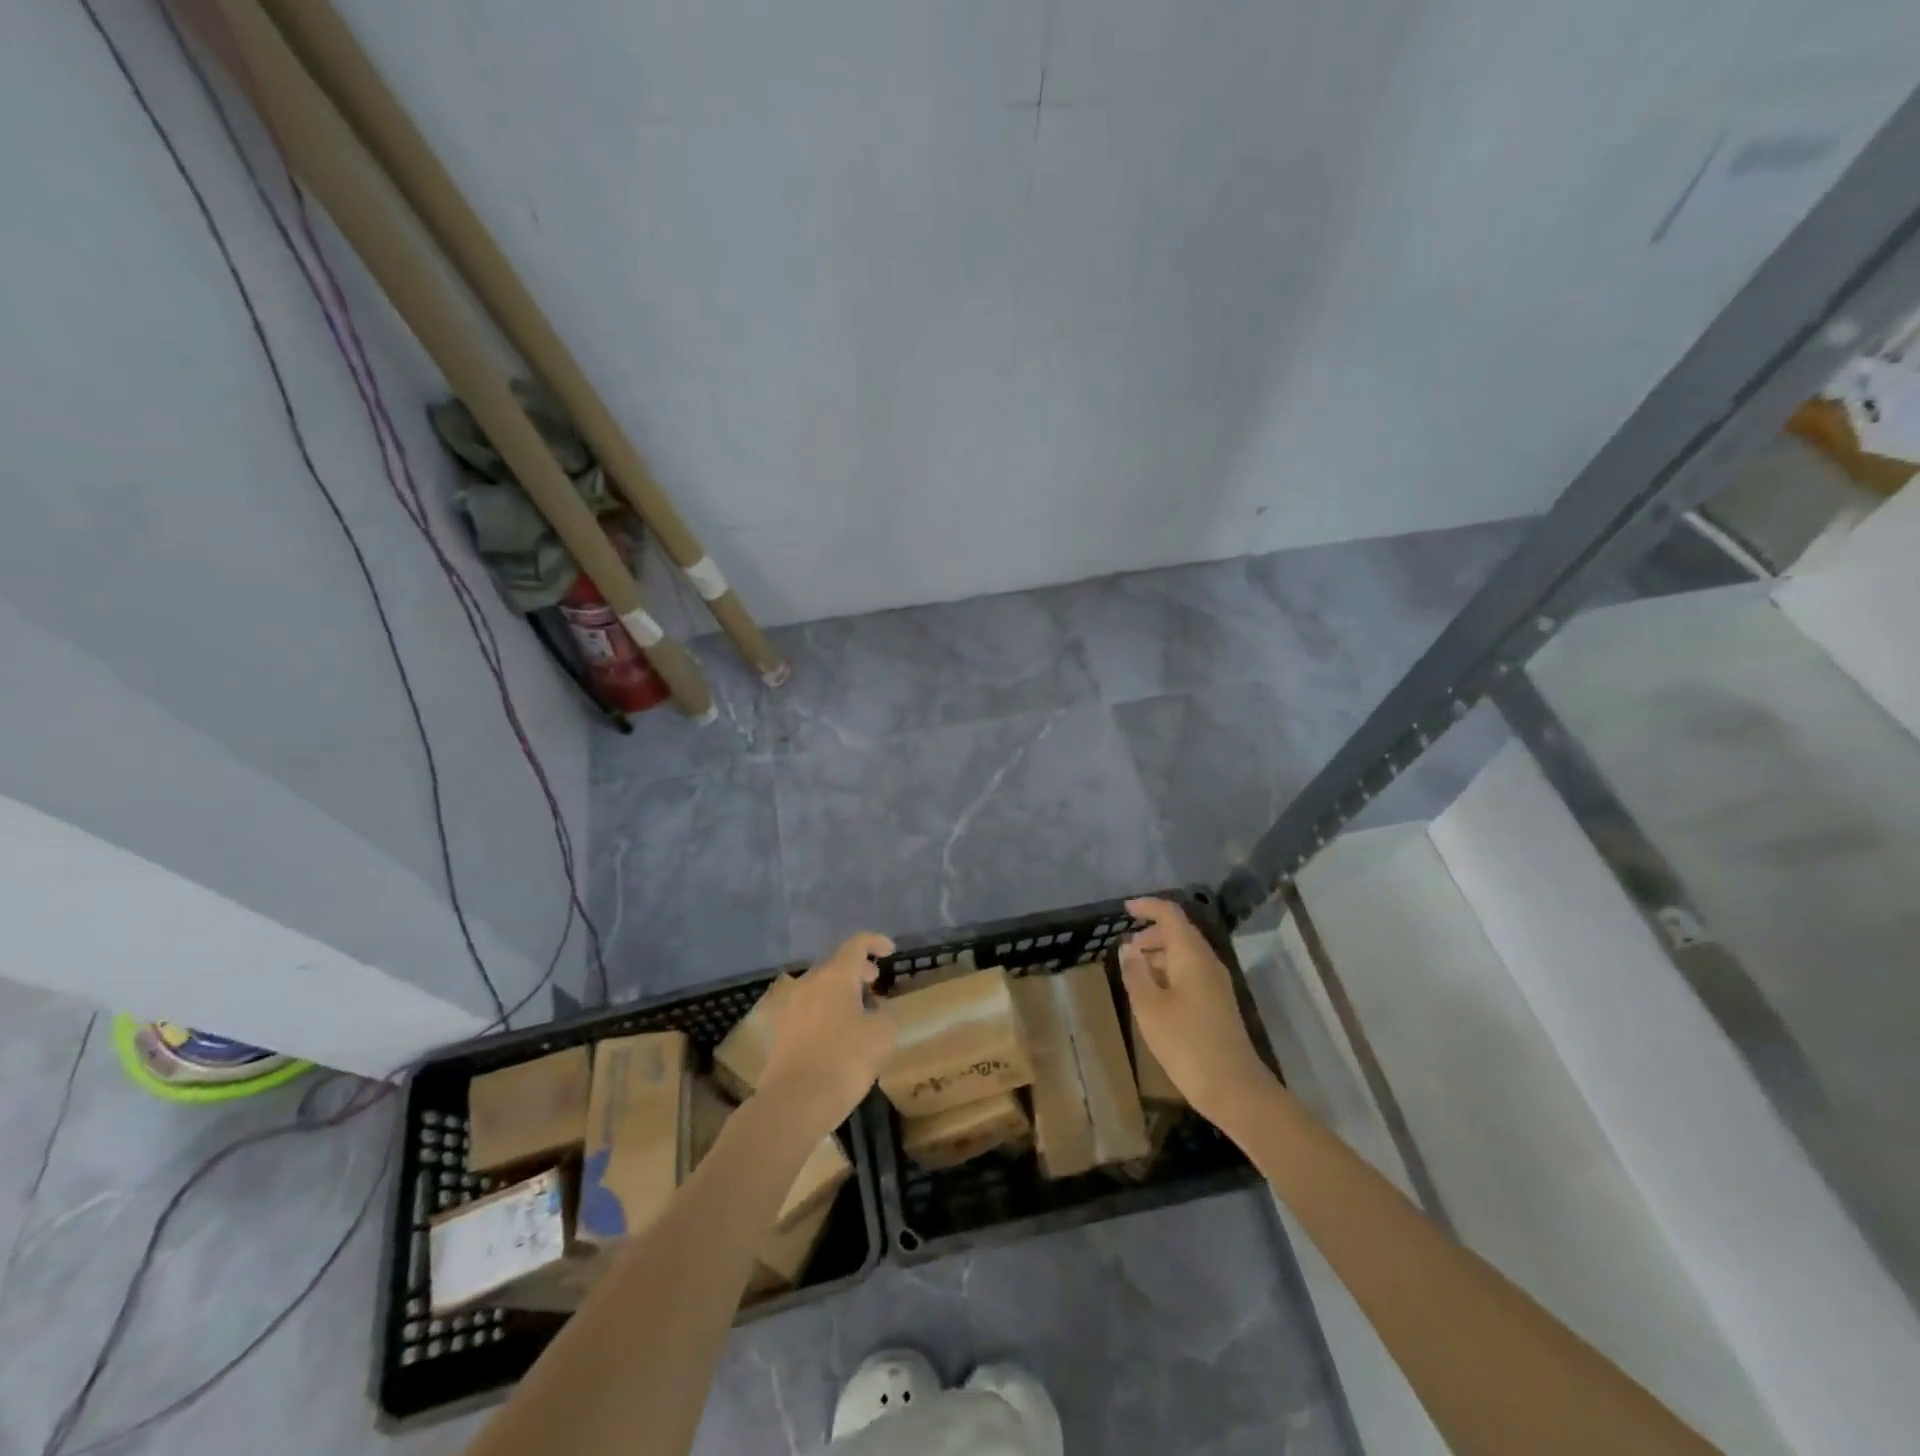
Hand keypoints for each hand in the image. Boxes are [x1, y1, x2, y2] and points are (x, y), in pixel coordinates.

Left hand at [757, 933, 897, 1138]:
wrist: (794, 1102)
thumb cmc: (845, 1060)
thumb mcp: (882, 1036)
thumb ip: (885, 1014)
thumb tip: (877, 1010)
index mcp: (835, 975)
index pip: (856, 944)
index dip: (875, 942)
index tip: (889, 951)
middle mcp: (809, 983)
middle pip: (835, 965)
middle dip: (857, 970)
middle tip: (874, 982)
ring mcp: (790, 1007)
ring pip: (820, 988)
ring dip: (840, 992)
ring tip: (859, 1011)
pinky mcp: (781, 1031)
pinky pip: (809, 1009)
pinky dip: (826, 1011)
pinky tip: (838, 1034)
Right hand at [1120, 898, 1270, 1124]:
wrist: (1234, 1089)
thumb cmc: (1186, 1043)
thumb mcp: (1149, 1007)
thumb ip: (1136, 973)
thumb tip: (1128, 947)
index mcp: (1191, 955)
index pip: (1171, 914)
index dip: (1148, 907)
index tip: (1125, 909)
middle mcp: (1207, 962)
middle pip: (1180, 932)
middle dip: (1152, 933)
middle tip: (1126, 948)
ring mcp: (1216, 983)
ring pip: (1186, 954)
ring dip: (1160, 954)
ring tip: (1135, 970)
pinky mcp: (1218, 1003)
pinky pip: (1191, 972)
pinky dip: (1170, 971)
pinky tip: (1155, 994)